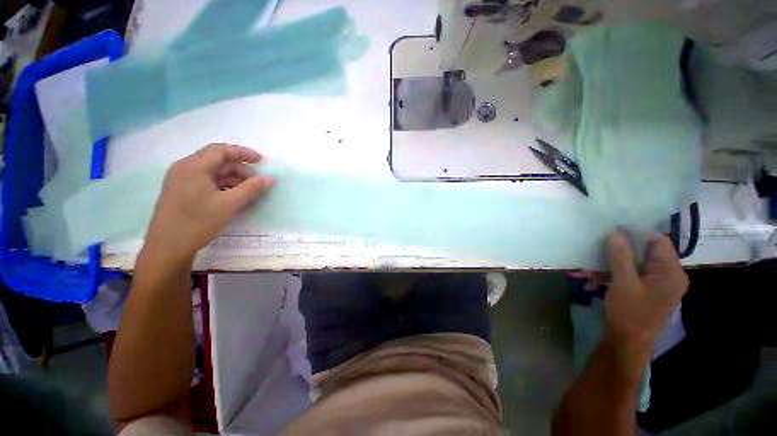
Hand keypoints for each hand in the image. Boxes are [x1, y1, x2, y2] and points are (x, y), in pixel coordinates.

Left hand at [145, 144, 273, 261]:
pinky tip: (233, 197)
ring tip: (248, 191)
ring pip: (212, 173)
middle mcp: (185, 169)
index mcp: (193, 166)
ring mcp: (181, 181)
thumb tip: (270, 178)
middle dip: (240, 169)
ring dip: (233, 179)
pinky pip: (206, 182)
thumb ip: (252, 188)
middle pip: (217, 161)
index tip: (262, 161)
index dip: (243, 153)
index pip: (221, 150)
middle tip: (257, 182)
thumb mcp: (229, 204)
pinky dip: (222, 186)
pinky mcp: (181, 192)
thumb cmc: (198, 222)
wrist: (168, 248)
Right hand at [603, 231, 688, 353]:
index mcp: (671, 272)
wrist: (626, 344)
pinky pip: (630, 274)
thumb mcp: (623, 283)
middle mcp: (669, 275)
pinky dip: (613, 274)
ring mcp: (657, 284)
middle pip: (645, 252)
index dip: (635, 233)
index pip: (658, 241)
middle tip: (596, 250)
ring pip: (634, 263)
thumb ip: (621, 257)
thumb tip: (615, 232)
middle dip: (618, 251)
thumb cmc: (629, 314)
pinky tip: (594, 280)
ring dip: (611, 264)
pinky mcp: (646, 290)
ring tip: (589, 270)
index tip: (610, 231)